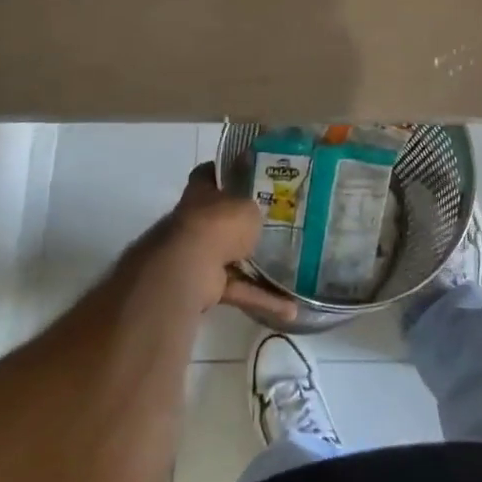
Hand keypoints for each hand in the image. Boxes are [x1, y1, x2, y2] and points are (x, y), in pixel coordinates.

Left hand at [157, 163, 298, 322]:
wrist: (189, 266)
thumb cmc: (218, 223)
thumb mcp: (247, 204)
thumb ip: (253, 205)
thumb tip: (258, 207)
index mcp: (202, 193)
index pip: (210, 174)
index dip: (226, 172)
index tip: (249, 174)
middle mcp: (197, 222)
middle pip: (222, 218)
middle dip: (244, 224)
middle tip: (277, 222)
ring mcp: (199, 254)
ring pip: (233, 258)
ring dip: (258, 268)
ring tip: (291, 271)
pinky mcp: (206, 285)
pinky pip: (238, 289)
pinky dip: (260, 298)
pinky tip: (289, 308)